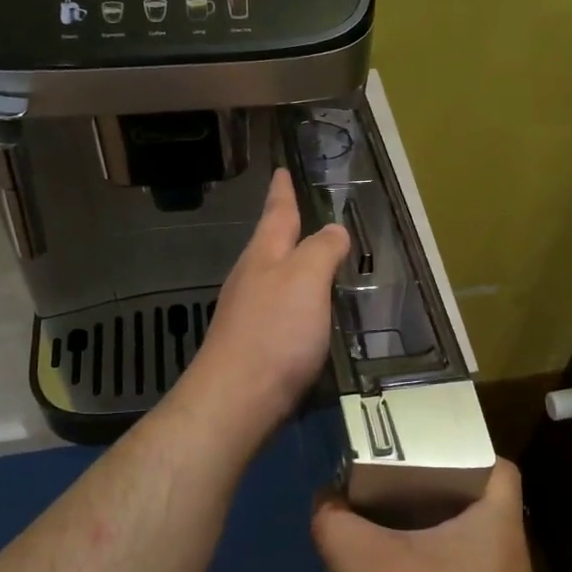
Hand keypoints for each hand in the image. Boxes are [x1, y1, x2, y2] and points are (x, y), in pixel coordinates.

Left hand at [186, 167, 350, 432]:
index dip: (281, 191)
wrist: (237, 401)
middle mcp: (251, 279)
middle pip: (269, 244)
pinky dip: (294, 301)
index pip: (276, 214)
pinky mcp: (254, 346)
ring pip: (272, 278)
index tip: (280, 170)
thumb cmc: (274, 332)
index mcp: (264, 256)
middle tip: (298, 211)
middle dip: (283, 227)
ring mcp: (247, 314)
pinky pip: (278, 310)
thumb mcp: (306, 279)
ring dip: (289, 264)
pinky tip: (305, 313)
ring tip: (309, 258)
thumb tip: (334, 230)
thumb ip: (321, 250)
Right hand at [313, 461, 532, 571]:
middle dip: (428, 486)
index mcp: (497, 528)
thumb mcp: (359, 562)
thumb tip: (325, 502)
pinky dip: (424, 567)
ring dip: (421, 530)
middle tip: (383, 478)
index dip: (460, 447)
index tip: (416, 447)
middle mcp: (509, 559)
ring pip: (462, 542)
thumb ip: (335, 520)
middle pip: (474, 501)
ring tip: (375, 521)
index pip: (497, 465)